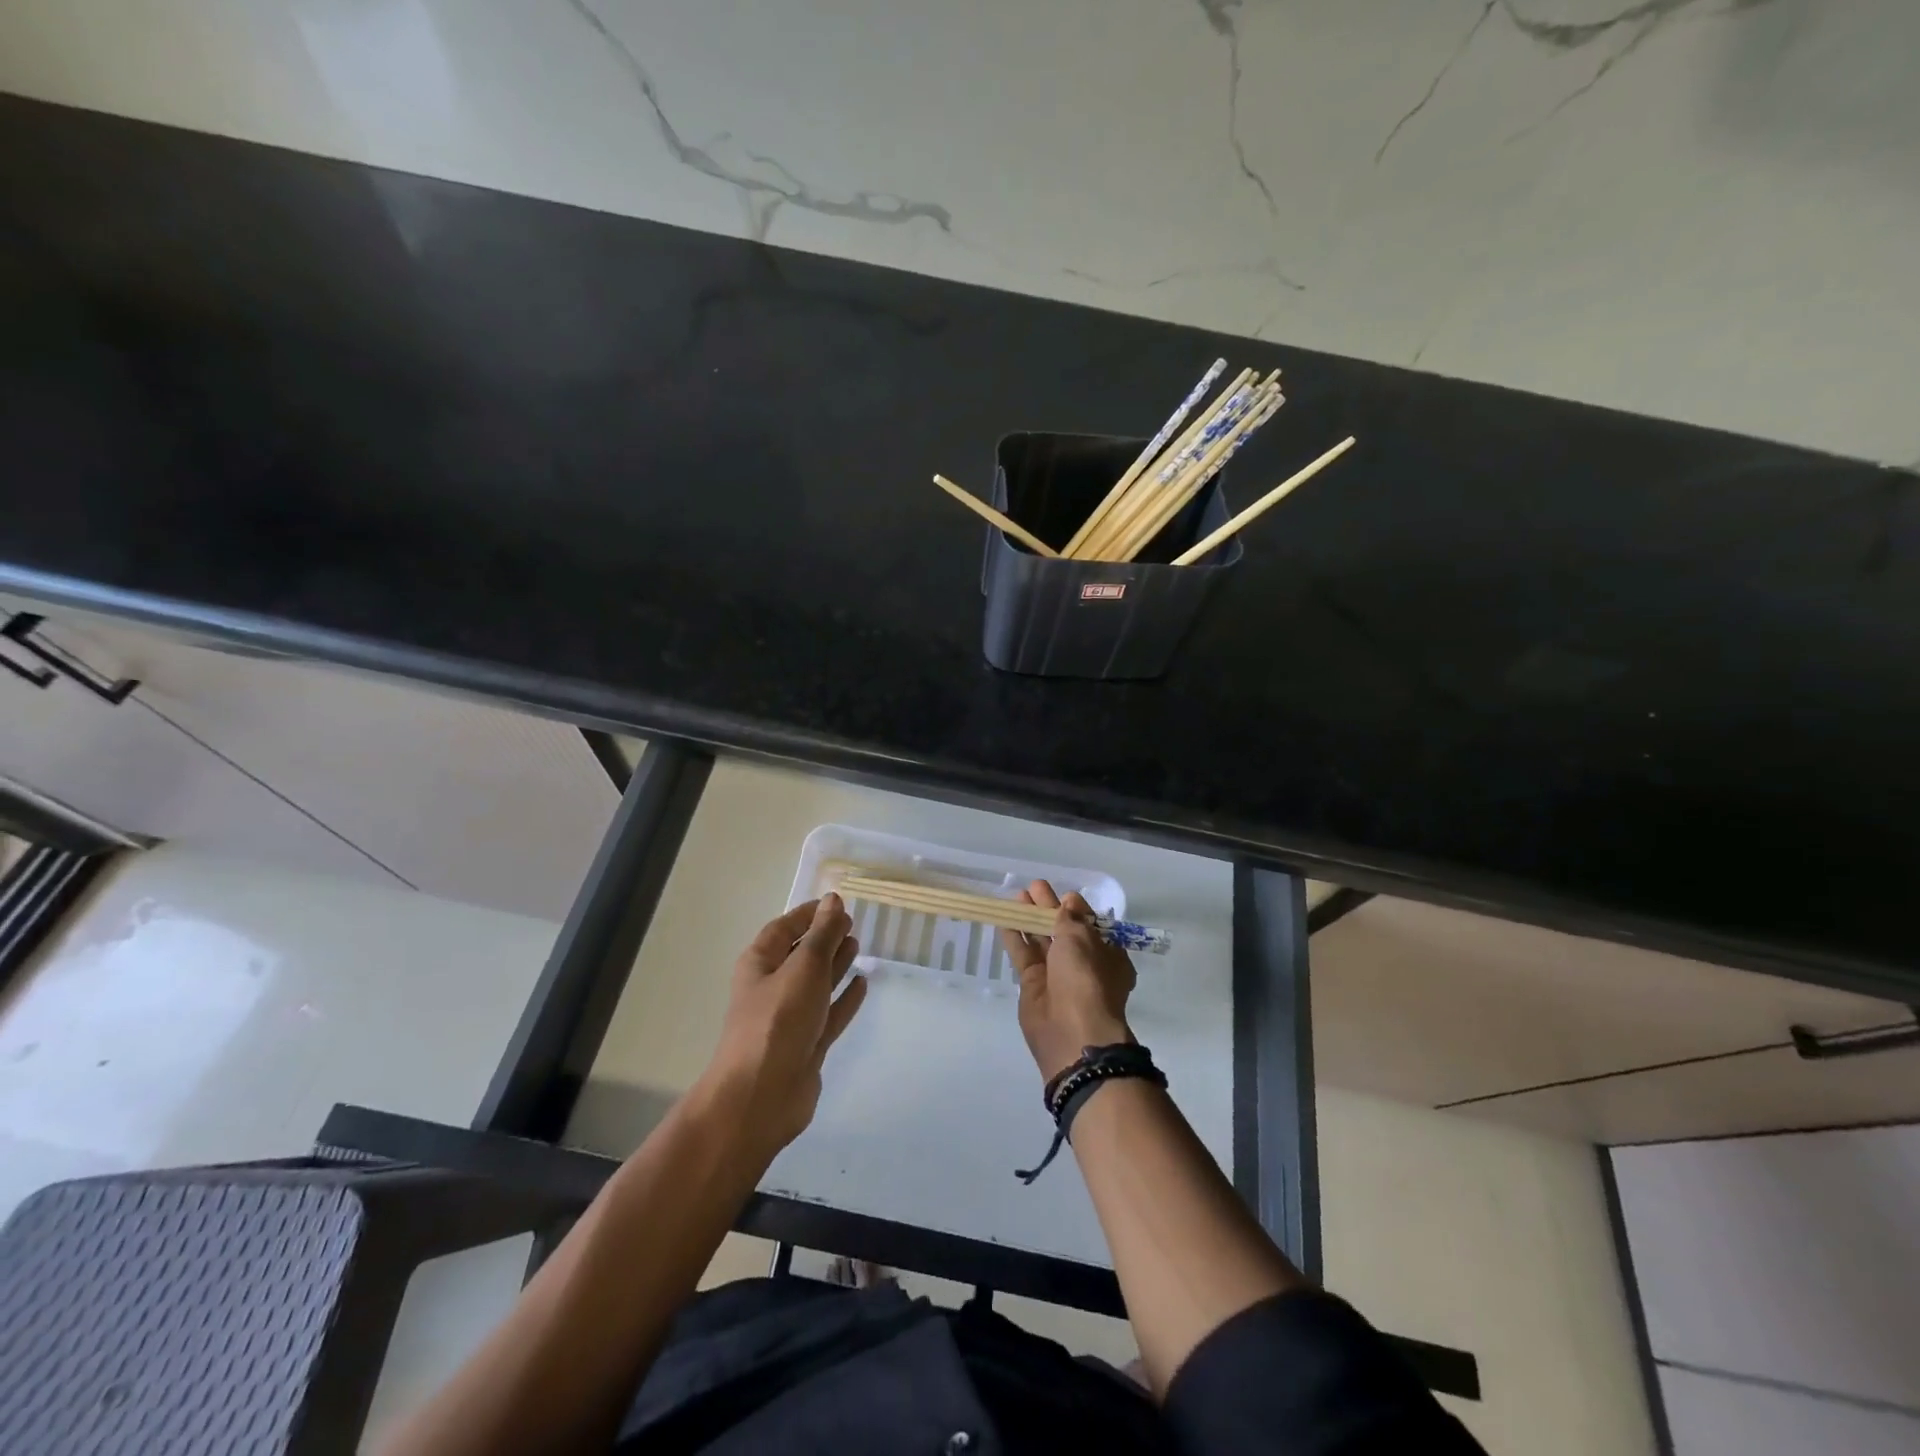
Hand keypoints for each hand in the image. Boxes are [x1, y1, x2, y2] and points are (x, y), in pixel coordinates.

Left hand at [700, 895, 868, 1159]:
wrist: (762, 1096)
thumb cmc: (779, 1020)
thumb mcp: (804, 967)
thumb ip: (823, 934)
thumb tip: (833, 900)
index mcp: (761, 964)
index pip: (784, 928)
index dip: (808, 914)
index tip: (836, 903)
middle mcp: (773, 987)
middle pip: (801, 955)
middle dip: (824, 937)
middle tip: (852, 923)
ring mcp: (791, 1019)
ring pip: (816, 983)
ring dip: (835, 964)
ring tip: (858, 945)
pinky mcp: (808, 1045)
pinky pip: (830, 1013)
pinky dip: (845, 998)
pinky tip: (862, 983)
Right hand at [999, 880, 1135, 1083]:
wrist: (1072, 1032)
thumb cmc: (1086, 978)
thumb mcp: (1082, 939)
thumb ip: (1069, 919)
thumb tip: (1068, 904)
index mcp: (1107, 954)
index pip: (1091, 925)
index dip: (1077, 908)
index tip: (1063, 894)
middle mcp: (1084, 964)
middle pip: (1064, 930)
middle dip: (1049, 908)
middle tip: (1034, 886)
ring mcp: (1057, 975)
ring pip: (1042, 940)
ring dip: (1030, 918)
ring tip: (1016, 896)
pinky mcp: (1033, 985)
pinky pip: (1024, 954)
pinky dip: (1015, 937)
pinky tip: (1004, 919)